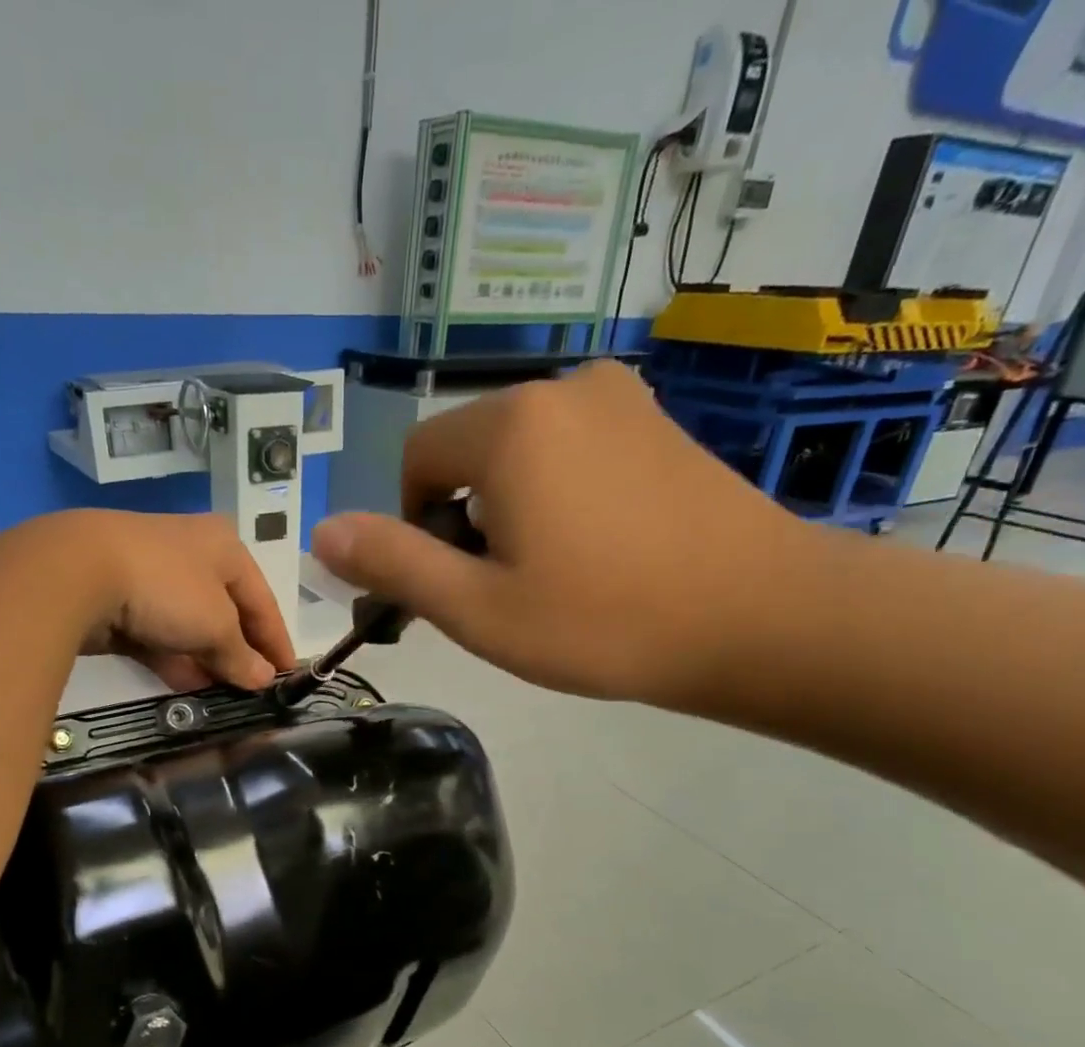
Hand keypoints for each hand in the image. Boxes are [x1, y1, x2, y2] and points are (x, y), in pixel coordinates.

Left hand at [66, 510, 297, 691]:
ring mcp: (153, 577)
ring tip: (223, 697)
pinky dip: (174, 659)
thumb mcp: (216, 625)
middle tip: (253, 691)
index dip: (277, 640)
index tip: (290, 675)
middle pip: (226, 612)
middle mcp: (192, 555)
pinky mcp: (121, 600)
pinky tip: (186, 688)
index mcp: (225, 547)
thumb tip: (264, 679)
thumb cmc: (167, 587)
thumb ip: (241, 655)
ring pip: (190, 626)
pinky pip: (159, 635)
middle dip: (239, 653)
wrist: (78, 572)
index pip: (262, 599)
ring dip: (206, 661)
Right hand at [309, 361, 812, 706]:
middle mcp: (561, 387)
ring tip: (556, 571)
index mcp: (509, 425)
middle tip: (506, 587)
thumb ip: (393, 564)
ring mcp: (619, 397)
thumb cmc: (605, 621)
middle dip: (465, 516)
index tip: (457, 580)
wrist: (762, 618)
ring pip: (521, 451)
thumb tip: (322, 532)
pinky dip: (559, 492)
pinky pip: (573, 447)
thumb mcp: (478, 608)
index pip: (417, 459)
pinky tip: (599, 546)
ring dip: (512, 507)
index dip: (415, 524)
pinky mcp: (657, 420)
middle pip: (468, 450)